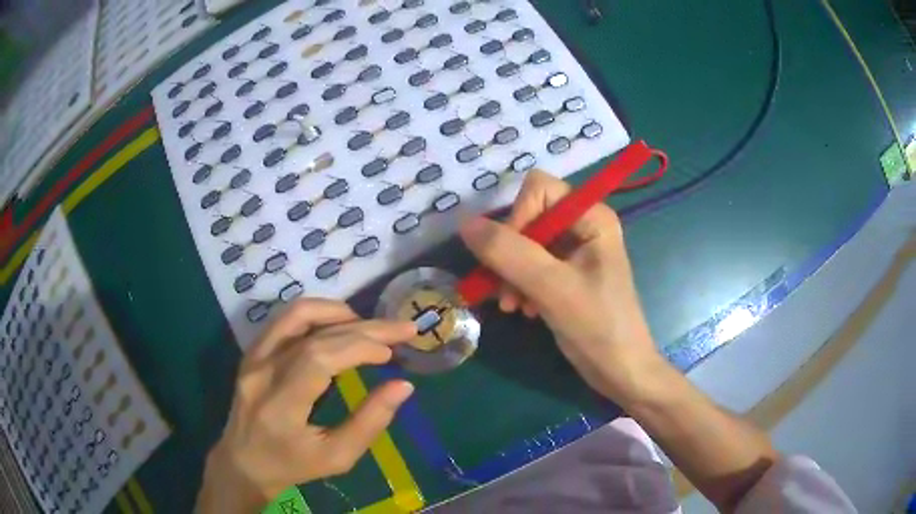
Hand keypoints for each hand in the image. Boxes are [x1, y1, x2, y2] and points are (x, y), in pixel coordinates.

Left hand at [197, 299, 415, 513]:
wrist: (244, 461)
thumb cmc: (293, 466)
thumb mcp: (337, 457)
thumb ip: (370, 422)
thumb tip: (403, 386)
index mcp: (280, 405)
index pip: (318, 358)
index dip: (359, 347)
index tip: (391, 353)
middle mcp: (262, 372)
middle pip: (314, 334)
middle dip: (364, 327)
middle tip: (401, 330)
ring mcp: (253, 356)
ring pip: (296, 314)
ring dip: (338, 313)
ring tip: (369, 326)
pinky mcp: (253, 351)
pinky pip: (286, 320)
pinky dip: (318, 315)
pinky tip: (340, 326)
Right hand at [459, 171, 662, 403]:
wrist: (620, 370)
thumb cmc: (598, 327)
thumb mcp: (552, 287)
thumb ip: (508, 253)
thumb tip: (465, 224)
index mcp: (592, 216)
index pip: (538, 190)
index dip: (518, 218)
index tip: (511, 260)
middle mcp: (583, 225)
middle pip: (528, 217)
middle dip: (511, 254)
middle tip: (506, 293)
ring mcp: (574, 250)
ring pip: (524, 243)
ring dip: (512, 274)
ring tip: (514, 306)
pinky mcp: (566, 272)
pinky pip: (530, 265)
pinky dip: (521, 285)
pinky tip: (525, 310)